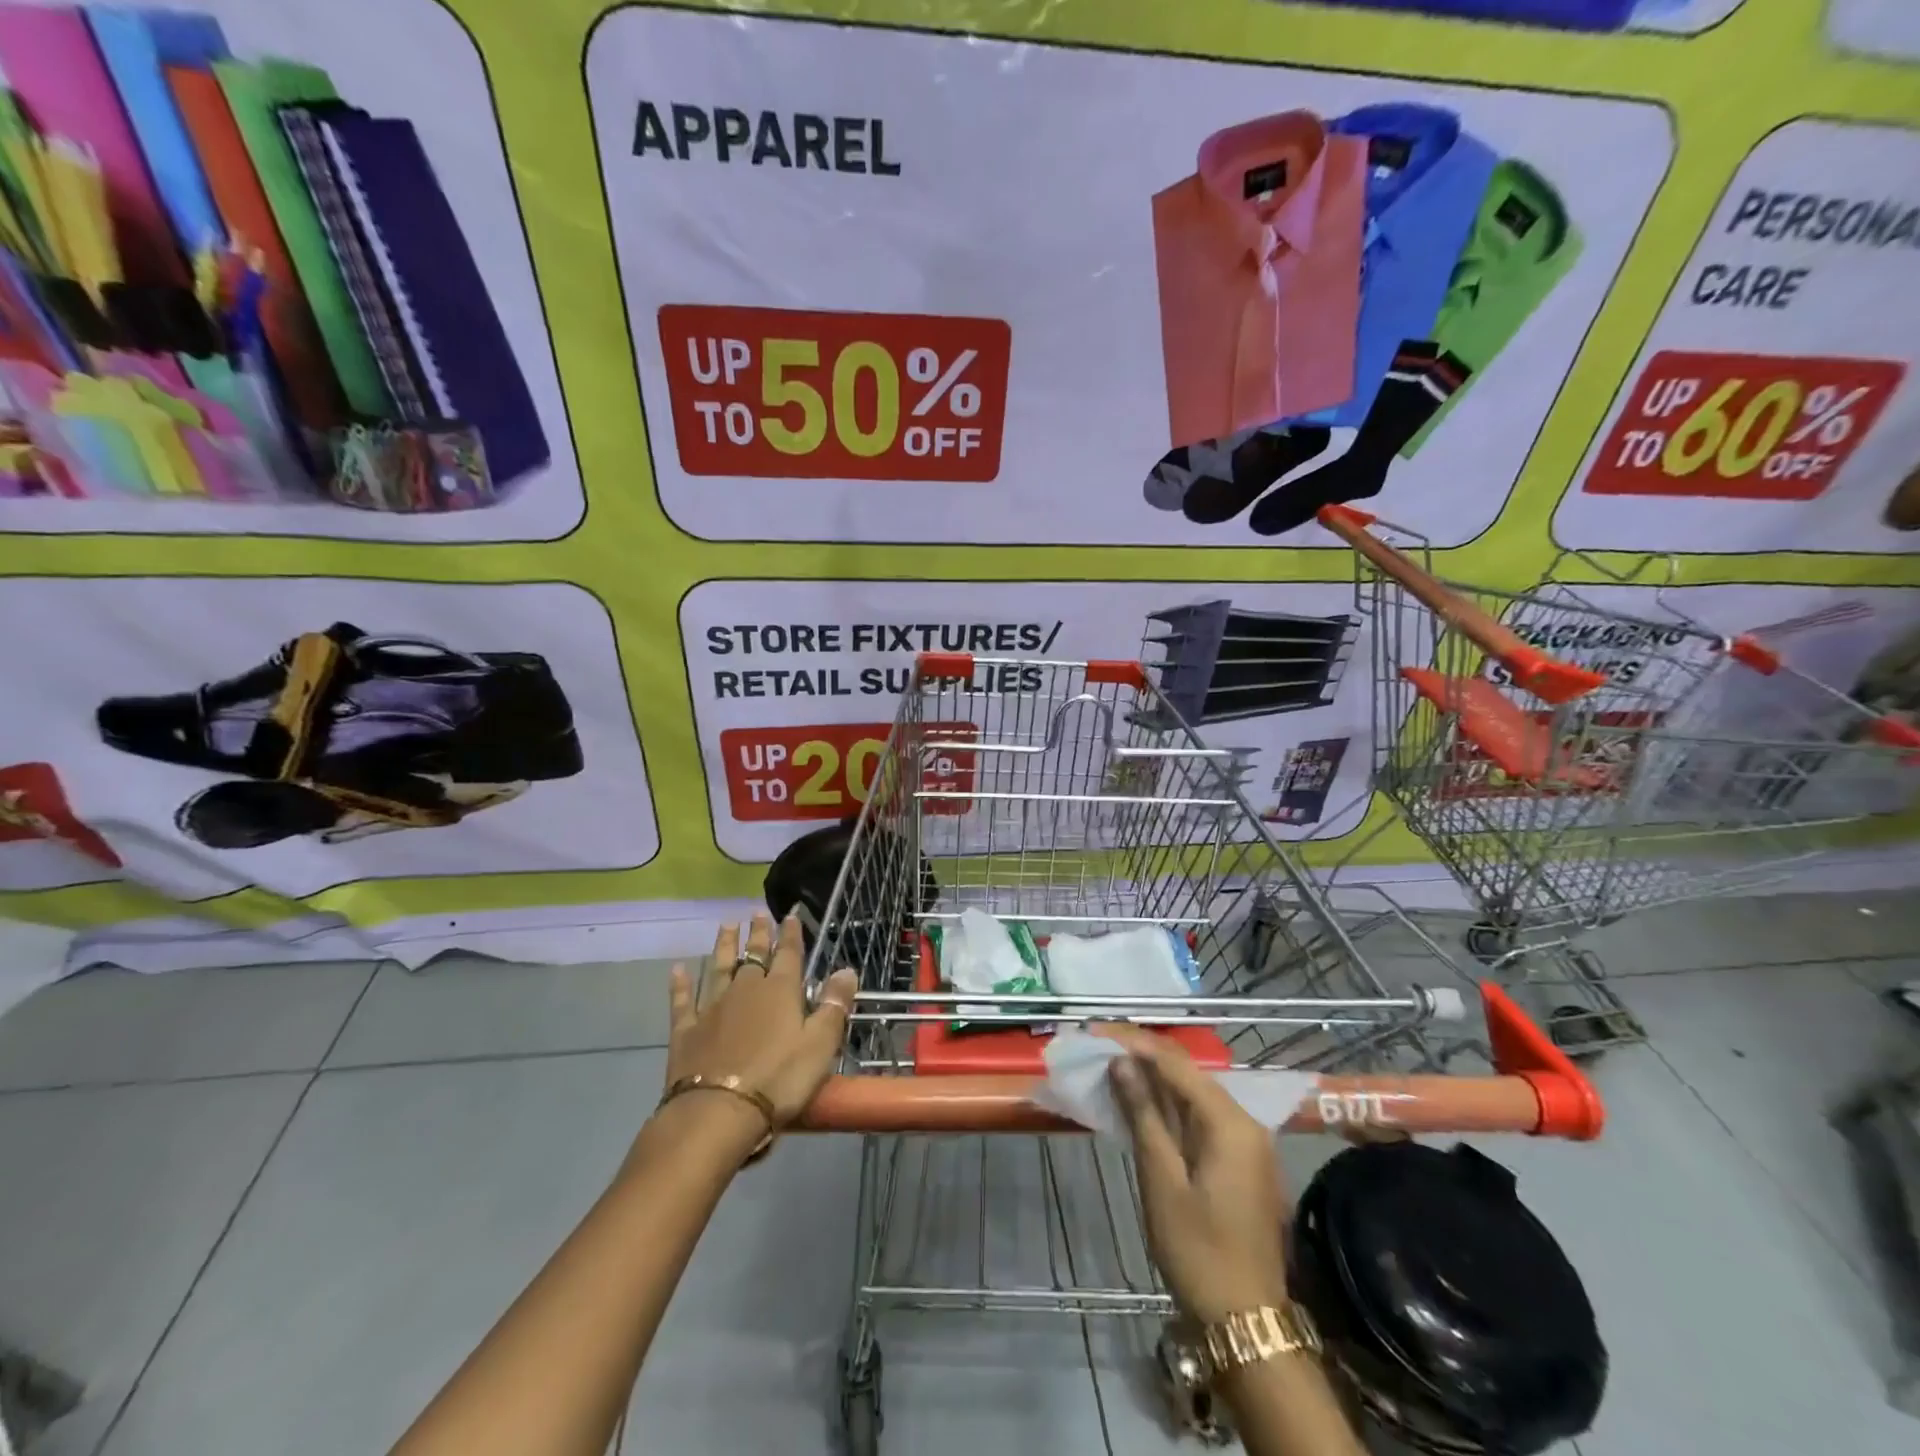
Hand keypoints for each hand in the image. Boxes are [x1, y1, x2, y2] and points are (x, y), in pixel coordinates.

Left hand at [666, 913, 857, 1125]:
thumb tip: (847, 969)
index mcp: (780, 991)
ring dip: (723, 946)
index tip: (789, 914)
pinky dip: (680, 984)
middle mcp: (746, 990)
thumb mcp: (821, 1044)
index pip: (789, 954)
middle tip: (756, 913)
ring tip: (726, 926)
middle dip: (757, 934)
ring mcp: (713, 1008)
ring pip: (719, 968)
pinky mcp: (686, 1030)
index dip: (790, 934)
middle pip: (753, 955)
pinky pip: (683, 1000)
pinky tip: (678, 970)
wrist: (717, 1112)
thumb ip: (834, 1005)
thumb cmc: (778, 1079)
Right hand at [1100, 1025, 1289, 1323]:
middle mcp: (1245, 1122)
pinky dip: (1170, 1106)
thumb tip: (1121, 1063)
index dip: (1135, 1044)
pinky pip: (1201, 1118)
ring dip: (1155, 1079)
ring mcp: (1247, 1143)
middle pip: (1189, 1074)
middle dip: (1144, 1056)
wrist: (1245, 1323)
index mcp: (1230, 1122)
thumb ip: (1143, 1115)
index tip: (1098, 1032)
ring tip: (1113, 1066)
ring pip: (1194, 1094)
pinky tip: (1142, 1103)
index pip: (1177, 1064)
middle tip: (1100, 1046)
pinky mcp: (1240, 1162)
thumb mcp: (1162, 1180)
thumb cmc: (1199, 1251)